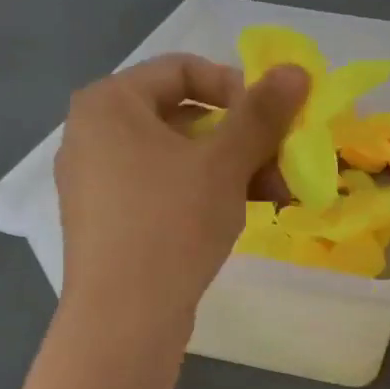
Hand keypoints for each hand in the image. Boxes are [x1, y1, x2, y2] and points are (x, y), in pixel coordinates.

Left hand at [55, 54, 307, 326]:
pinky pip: (162, 190)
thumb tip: (296, 69)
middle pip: (183, 116)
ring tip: (277, 197)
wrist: (123, 319)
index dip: (237, 87)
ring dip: (232, 170)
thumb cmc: (171, 223)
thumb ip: (261, 113)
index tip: (273, 119)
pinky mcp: (108, 222)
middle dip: (243, 139)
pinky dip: (203, 195)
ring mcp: (97, 181)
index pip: (182, 69)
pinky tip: (242, 215)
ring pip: (178, 159)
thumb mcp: (224, 163)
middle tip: (284, 164)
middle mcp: (93, 134)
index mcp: (109, 103)